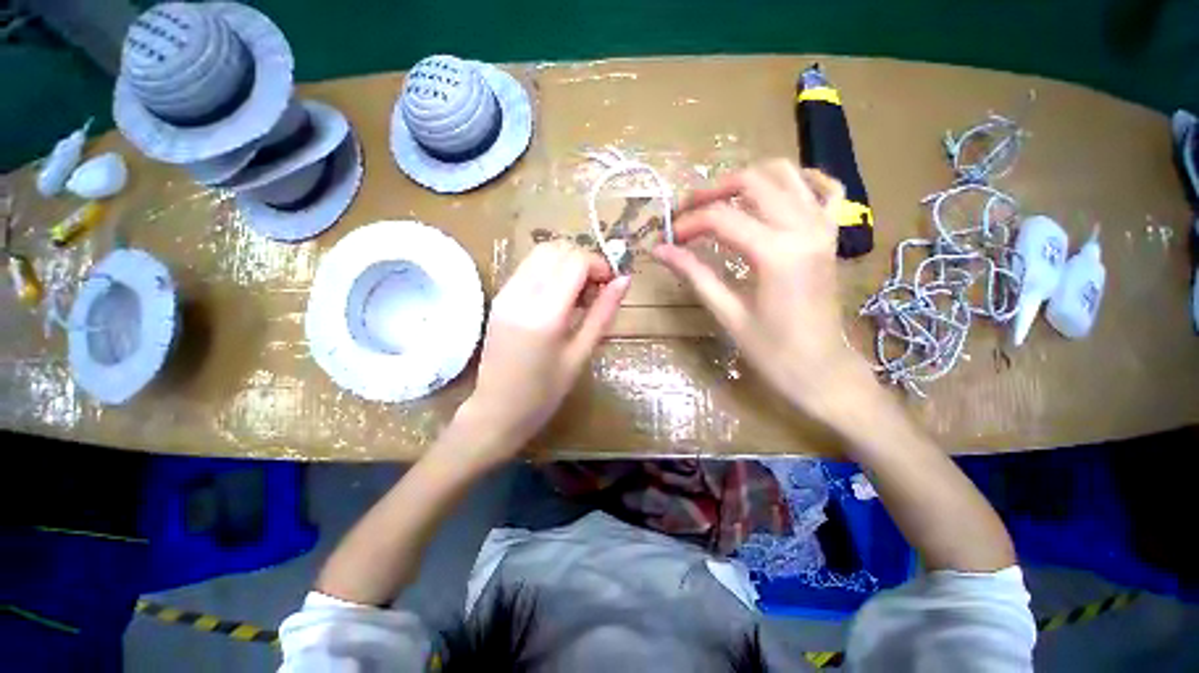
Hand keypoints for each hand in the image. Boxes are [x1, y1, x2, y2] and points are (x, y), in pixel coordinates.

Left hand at [455, 241, 629, 464]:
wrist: (497, 410)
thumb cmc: (545, 392)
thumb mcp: (581, 354)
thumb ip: (603, 313)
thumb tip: (624, 280)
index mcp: (544, 315)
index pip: (574, 262)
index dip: (599, 264)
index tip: (610, 283)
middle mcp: (520, 295)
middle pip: (556, 249)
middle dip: (583, 259)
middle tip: (596, 288)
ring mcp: (505, 293)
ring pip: (541, 252)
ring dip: (566, 262)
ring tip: (579, 294)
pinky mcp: (499, 297)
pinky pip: (529, 267)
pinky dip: (551, 270)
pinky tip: (559, 297)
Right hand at [654, 159, 875, 420]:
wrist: (821, 370)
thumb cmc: (772, 351)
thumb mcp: (727, 313)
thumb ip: (694, 274)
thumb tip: (661, 251)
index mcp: (776, 253)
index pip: (722, 218)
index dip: (689, 223)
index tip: (669, 237)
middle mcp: (803, 228)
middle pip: (753, 182)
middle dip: (712, 191)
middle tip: (686, 211)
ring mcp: (824, 227)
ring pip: (786, 174)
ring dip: (748, 179)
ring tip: (720, 200)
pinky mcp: (832, 235)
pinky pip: (826, 189)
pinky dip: (801, 180)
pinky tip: (776, 192)